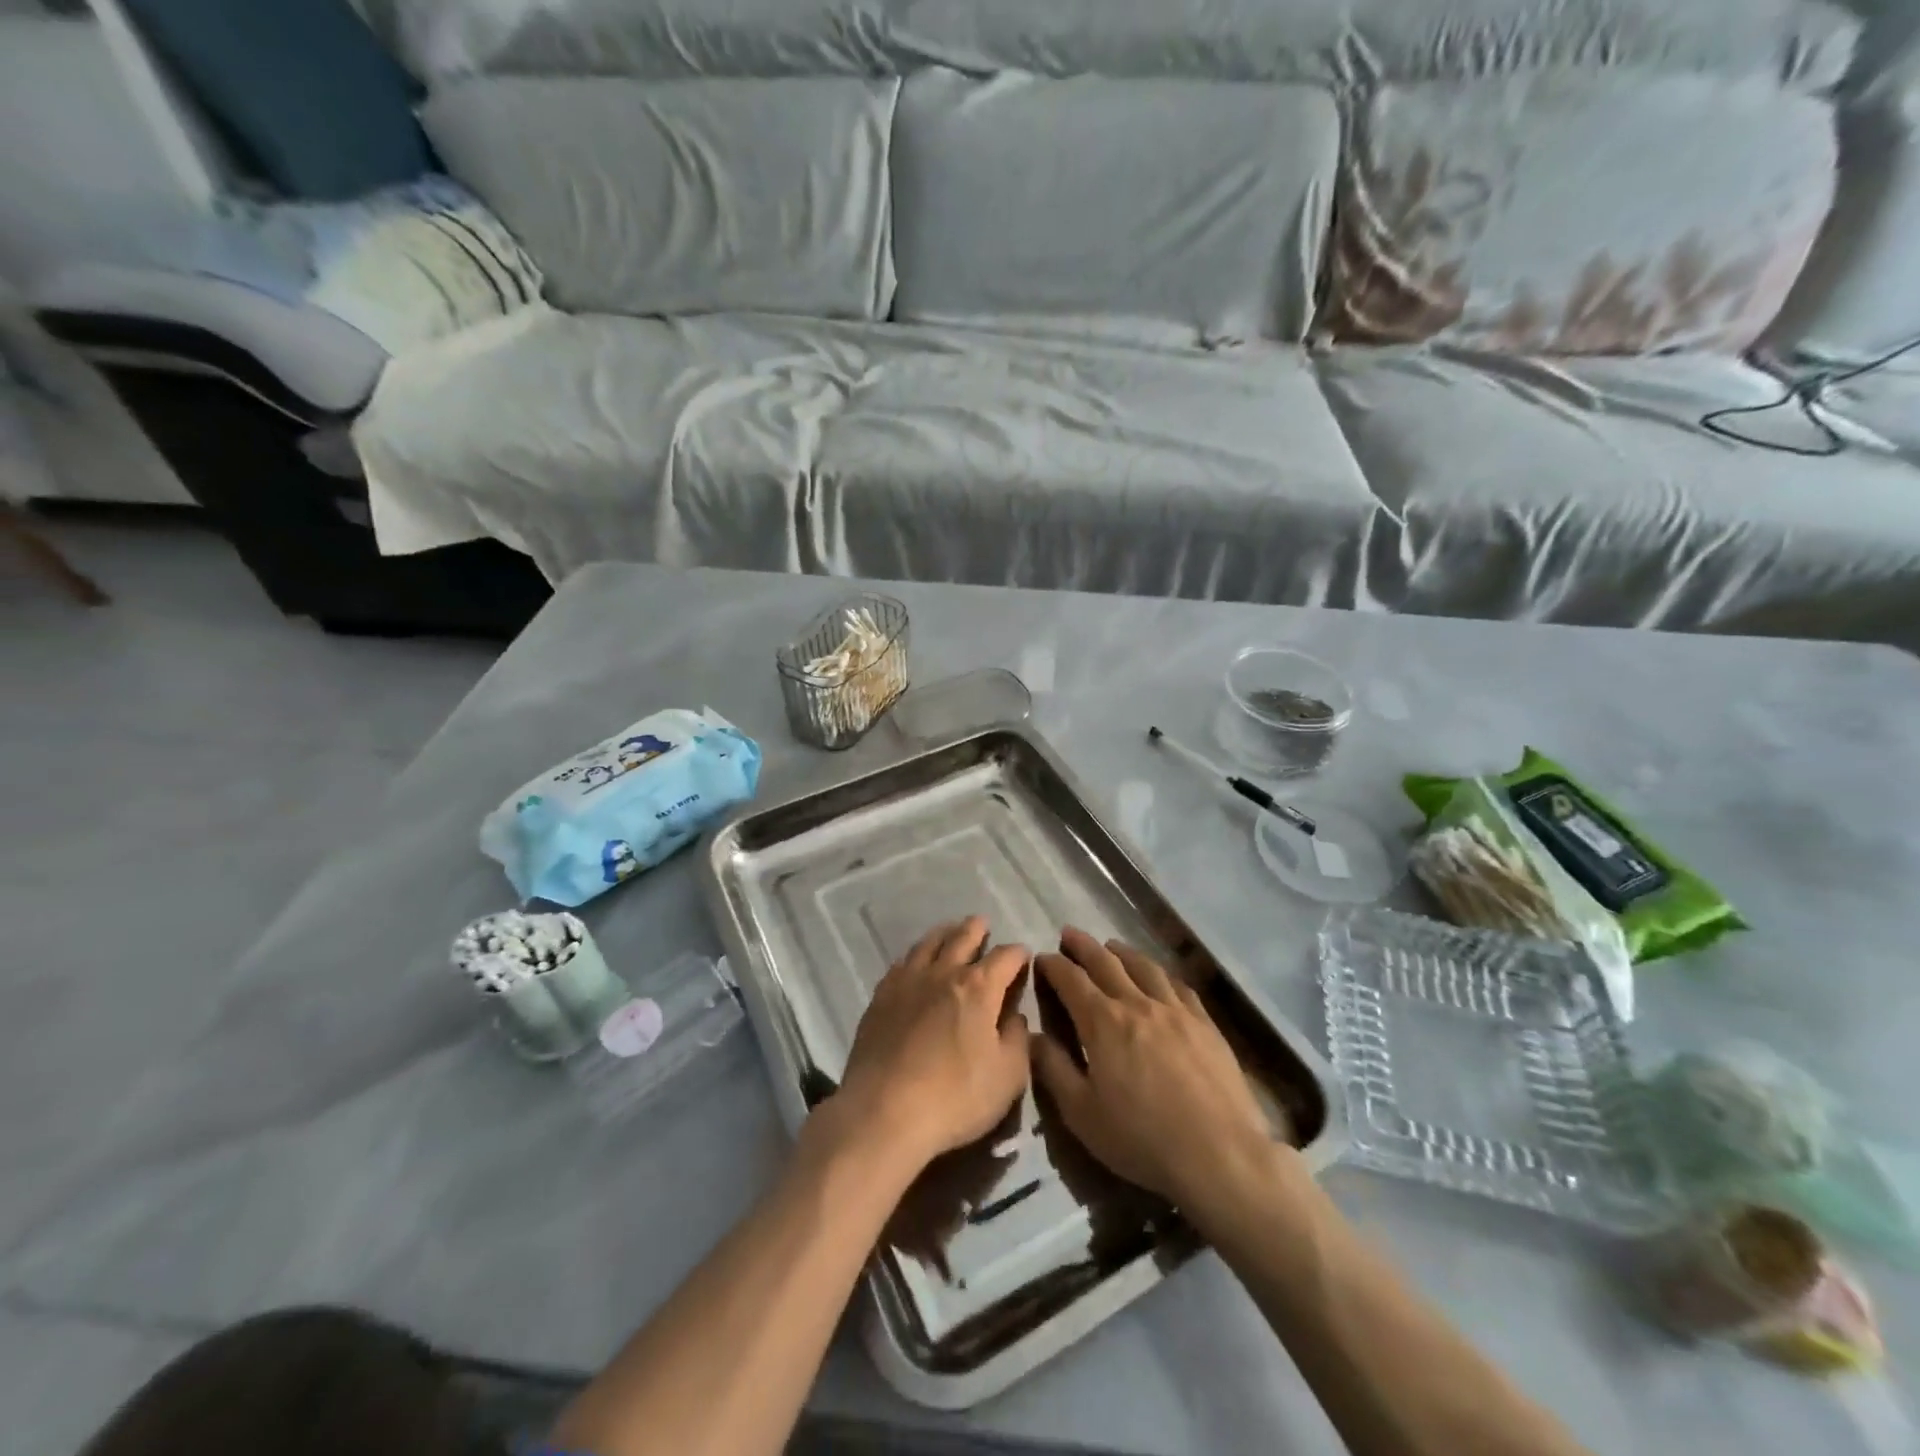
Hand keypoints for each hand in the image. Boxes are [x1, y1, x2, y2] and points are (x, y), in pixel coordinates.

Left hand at [833, 917, 1031, 1171]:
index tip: (1023, 957)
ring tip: (950, 931)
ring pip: (928, 944)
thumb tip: (1014, 1016)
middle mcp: (944, 973)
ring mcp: (908, 981)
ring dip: (944, 934)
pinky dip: (915, 955)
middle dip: (977, 929)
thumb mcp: (1008, 1077)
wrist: (883, 1112)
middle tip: (982, 923)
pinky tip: (914, 961)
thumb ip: (1017, 1039)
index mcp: (979, 988)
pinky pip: (901, 963)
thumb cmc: (955, 1097)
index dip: (1018, 954)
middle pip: (963, 938)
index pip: (1005, 957)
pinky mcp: (881, 997)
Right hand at [1031, 927, 1276, 1206]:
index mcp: (1103, 1022)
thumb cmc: (1142, 1138)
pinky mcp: (1205, 1023)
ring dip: (1122, 952)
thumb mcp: (1081, 1113)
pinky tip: (1159, 975)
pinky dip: (1161, 973)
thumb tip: (1032, 1035)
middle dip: (1084, 946)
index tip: (1042, 957)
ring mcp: (1175, 1010)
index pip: (1071, 980)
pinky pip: (1178, 985)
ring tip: (1111, 946)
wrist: (1219, 1154)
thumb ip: (1053, 1069)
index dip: (1054, 965)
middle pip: (1106, 962)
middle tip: (1070, 933)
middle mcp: (1137, 1003)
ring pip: (1144, 966)